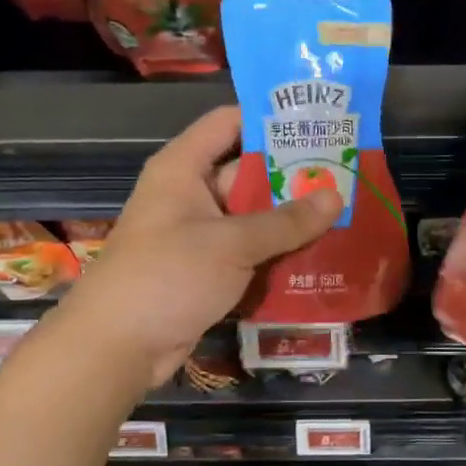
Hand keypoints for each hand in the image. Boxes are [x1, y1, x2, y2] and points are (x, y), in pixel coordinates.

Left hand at [55, 106, 342, 386]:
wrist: (117, 347)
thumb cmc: (168, 276)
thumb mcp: (231, 244)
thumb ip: (286, 221)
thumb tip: (337, 195)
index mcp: (184, 169)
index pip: (229, 123)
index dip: (270, 118)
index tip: (318, 122)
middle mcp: (192, 194)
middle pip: (249, 171)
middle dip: (295, 174)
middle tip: (349, 172)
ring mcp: (200, 234)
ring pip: (254, 216)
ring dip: (292, 218)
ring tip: (348, 210)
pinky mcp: (208, 269)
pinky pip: (250, 251)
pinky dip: (279, 251)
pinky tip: (323, 251)